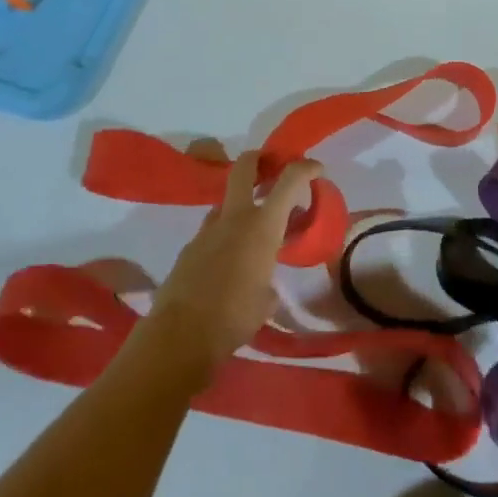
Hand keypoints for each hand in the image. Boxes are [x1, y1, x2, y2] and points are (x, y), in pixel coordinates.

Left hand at [142, 151, 320, 388]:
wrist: (180, 336)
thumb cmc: (235, 317)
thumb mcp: (266, 300)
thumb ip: (268, 281)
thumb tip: (264, 285)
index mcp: (262, 226)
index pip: (289, 181)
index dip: (306, 168)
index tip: (317, 169)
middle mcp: (234, 218)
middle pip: (245, 168)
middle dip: (260, 160)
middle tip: (272, 167)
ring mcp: (206, 230)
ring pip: (225, 202)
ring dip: (240, 206)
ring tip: (252, 231)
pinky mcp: (188, 248)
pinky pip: (211, 232)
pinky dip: (224, 237)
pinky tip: (227, 263)